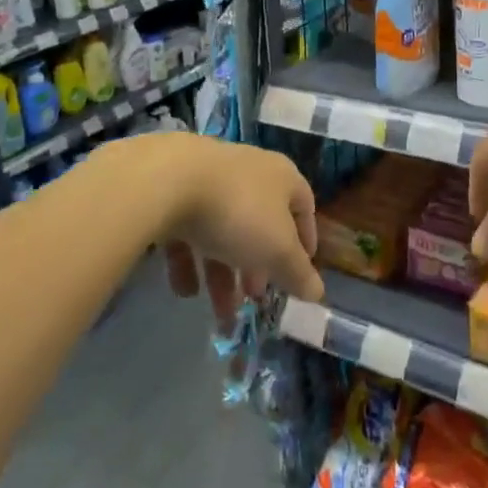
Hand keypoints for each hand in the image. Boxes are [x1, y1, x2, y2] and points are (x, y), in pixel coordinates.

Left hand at [129, 136, 322, 326]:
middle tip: (255, 298)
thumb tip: (318, 292)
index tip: (300, 274)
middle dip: (258, 267)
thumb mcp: (277, 250)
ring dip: (224, 275)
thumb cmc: (239, 212)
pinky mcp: (175, 191)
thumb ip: (298, 273)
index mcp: (282, 177)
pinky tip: (185, 289)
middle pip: (260, 224)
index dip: (306, 241)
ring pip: (224, 231)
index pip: (304, 207)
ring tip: (220, 314)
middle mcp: (250, 172)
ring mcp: (211, 180)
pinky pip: (189, 230)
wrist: (169, 181)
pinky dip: (190, 261)